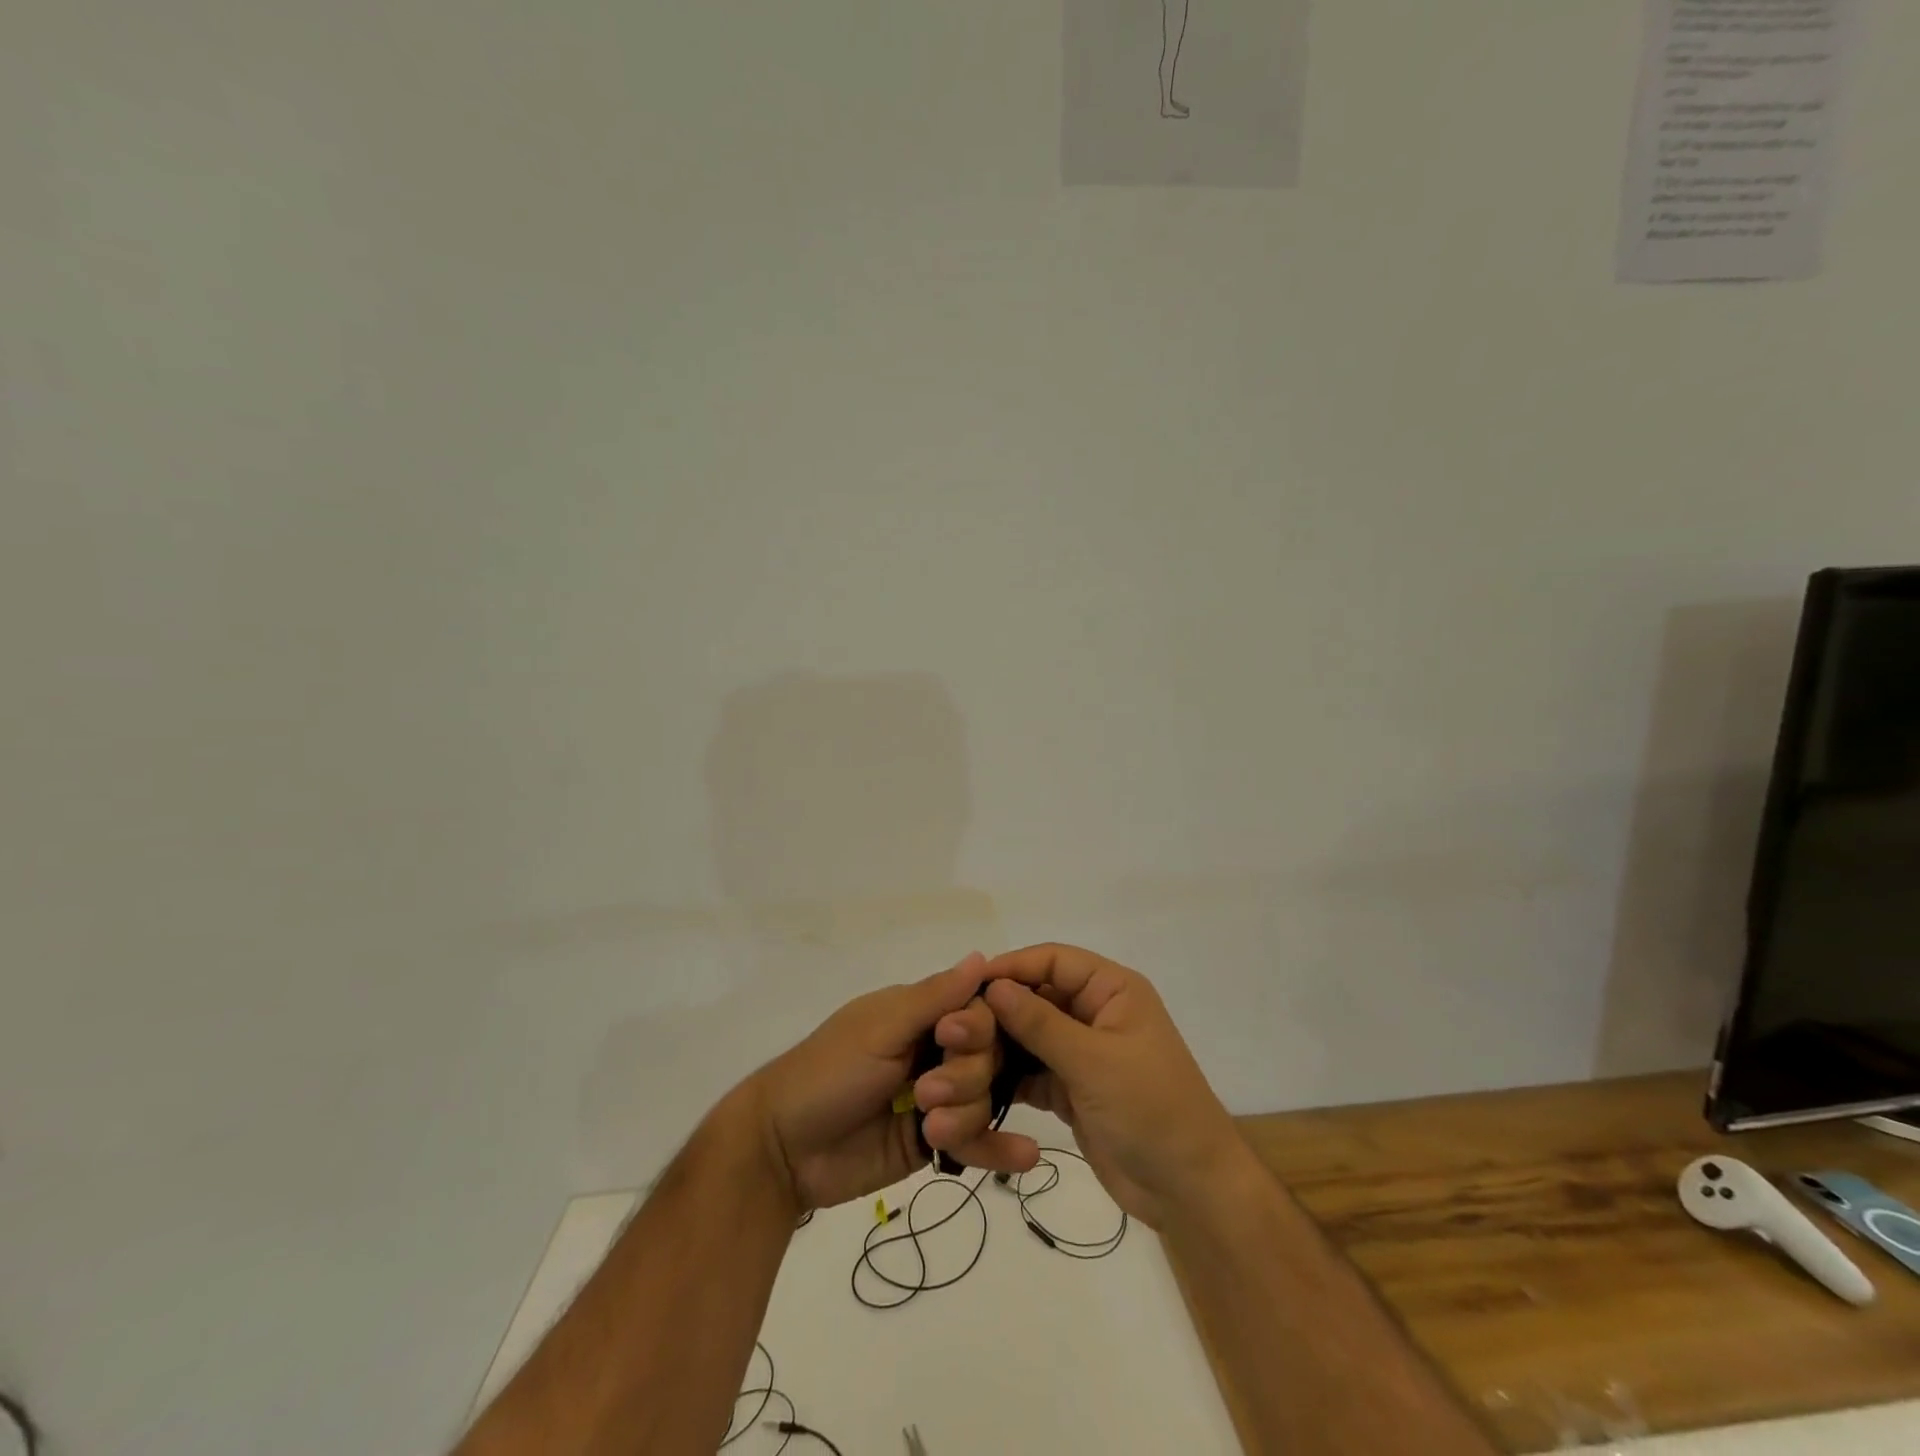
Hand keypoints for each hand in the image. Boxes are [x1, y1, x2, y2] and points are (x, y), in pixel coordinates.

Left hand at [748, 952, 1041, 1211]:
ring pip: (984, 1098)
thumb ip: (934, 998)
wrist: (784, 1149)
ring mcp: (936, 1099)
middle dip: (965, 1077)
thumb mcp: (880, 1029)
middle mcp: (934, 1051)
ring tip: (931, 1131)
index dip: (976, 1026)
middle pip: (987, 1056)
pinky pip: (976, 1141)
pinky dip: (999, 1148)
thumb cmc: (828, 1072)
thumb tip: (982, 957)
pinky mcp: (933, 1142)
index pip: (977, 1010)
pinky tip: (1027, 1155)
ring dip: (966, 1116)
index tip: (949, 1040)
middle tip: (925, 1093)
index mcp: (920, 1015)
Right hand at [982, 944, 1247, 1229]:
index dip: (1012, 967)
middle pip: (1037, 996)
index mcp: (1112, 990)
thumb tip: (993, 986)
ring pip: (1030, 1036)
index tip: (968, 984)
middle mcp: (1096, 1013)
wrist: (1191, 1192)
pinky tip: (975, 1085)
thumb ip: (1040, 1024)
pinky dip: (1008, 1077)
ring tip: (957, 1057)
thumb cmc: (1152, 1110)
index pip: (1054, 960)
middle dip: (999, 1010)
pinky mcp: (1073, 1089)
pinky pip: (1032, 1072)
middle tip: (953, 1028)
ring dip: (999, 1045)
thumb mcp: (1094, 1062)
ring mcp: (1083, 1053)